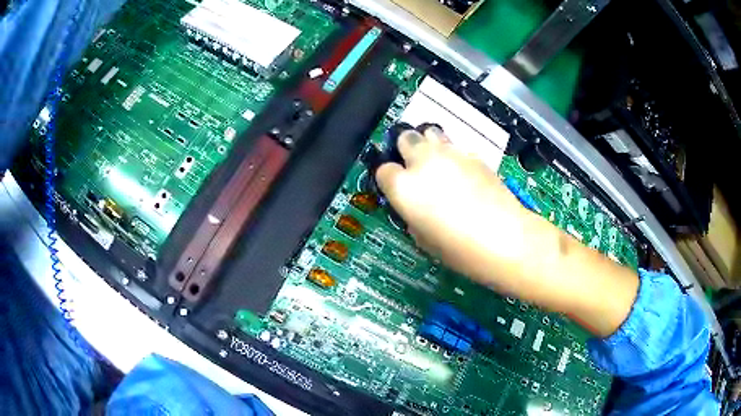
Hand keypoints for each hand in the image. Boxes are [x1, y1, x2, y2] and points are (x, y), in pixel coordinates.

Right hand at [376, 126, 637, 337]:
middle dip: (406, 150)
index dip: (390, 181)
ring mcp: (451, 153)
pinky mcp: (475, 154)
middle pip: (405, 137)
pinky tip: (464, 174)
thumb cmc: (461, 251)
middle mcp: (423, 162)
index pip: (383, 170)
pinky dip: (453, 155)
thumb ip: (412, 216)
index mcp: (404, 187)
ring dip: (429, 146)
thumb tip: (415, 206)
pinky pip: (455, 147)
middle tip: (416, 169)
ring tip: (438, 165)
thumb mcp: (424, 240)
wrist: (507, 239)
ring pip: (431, 132)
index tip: (398, 190)